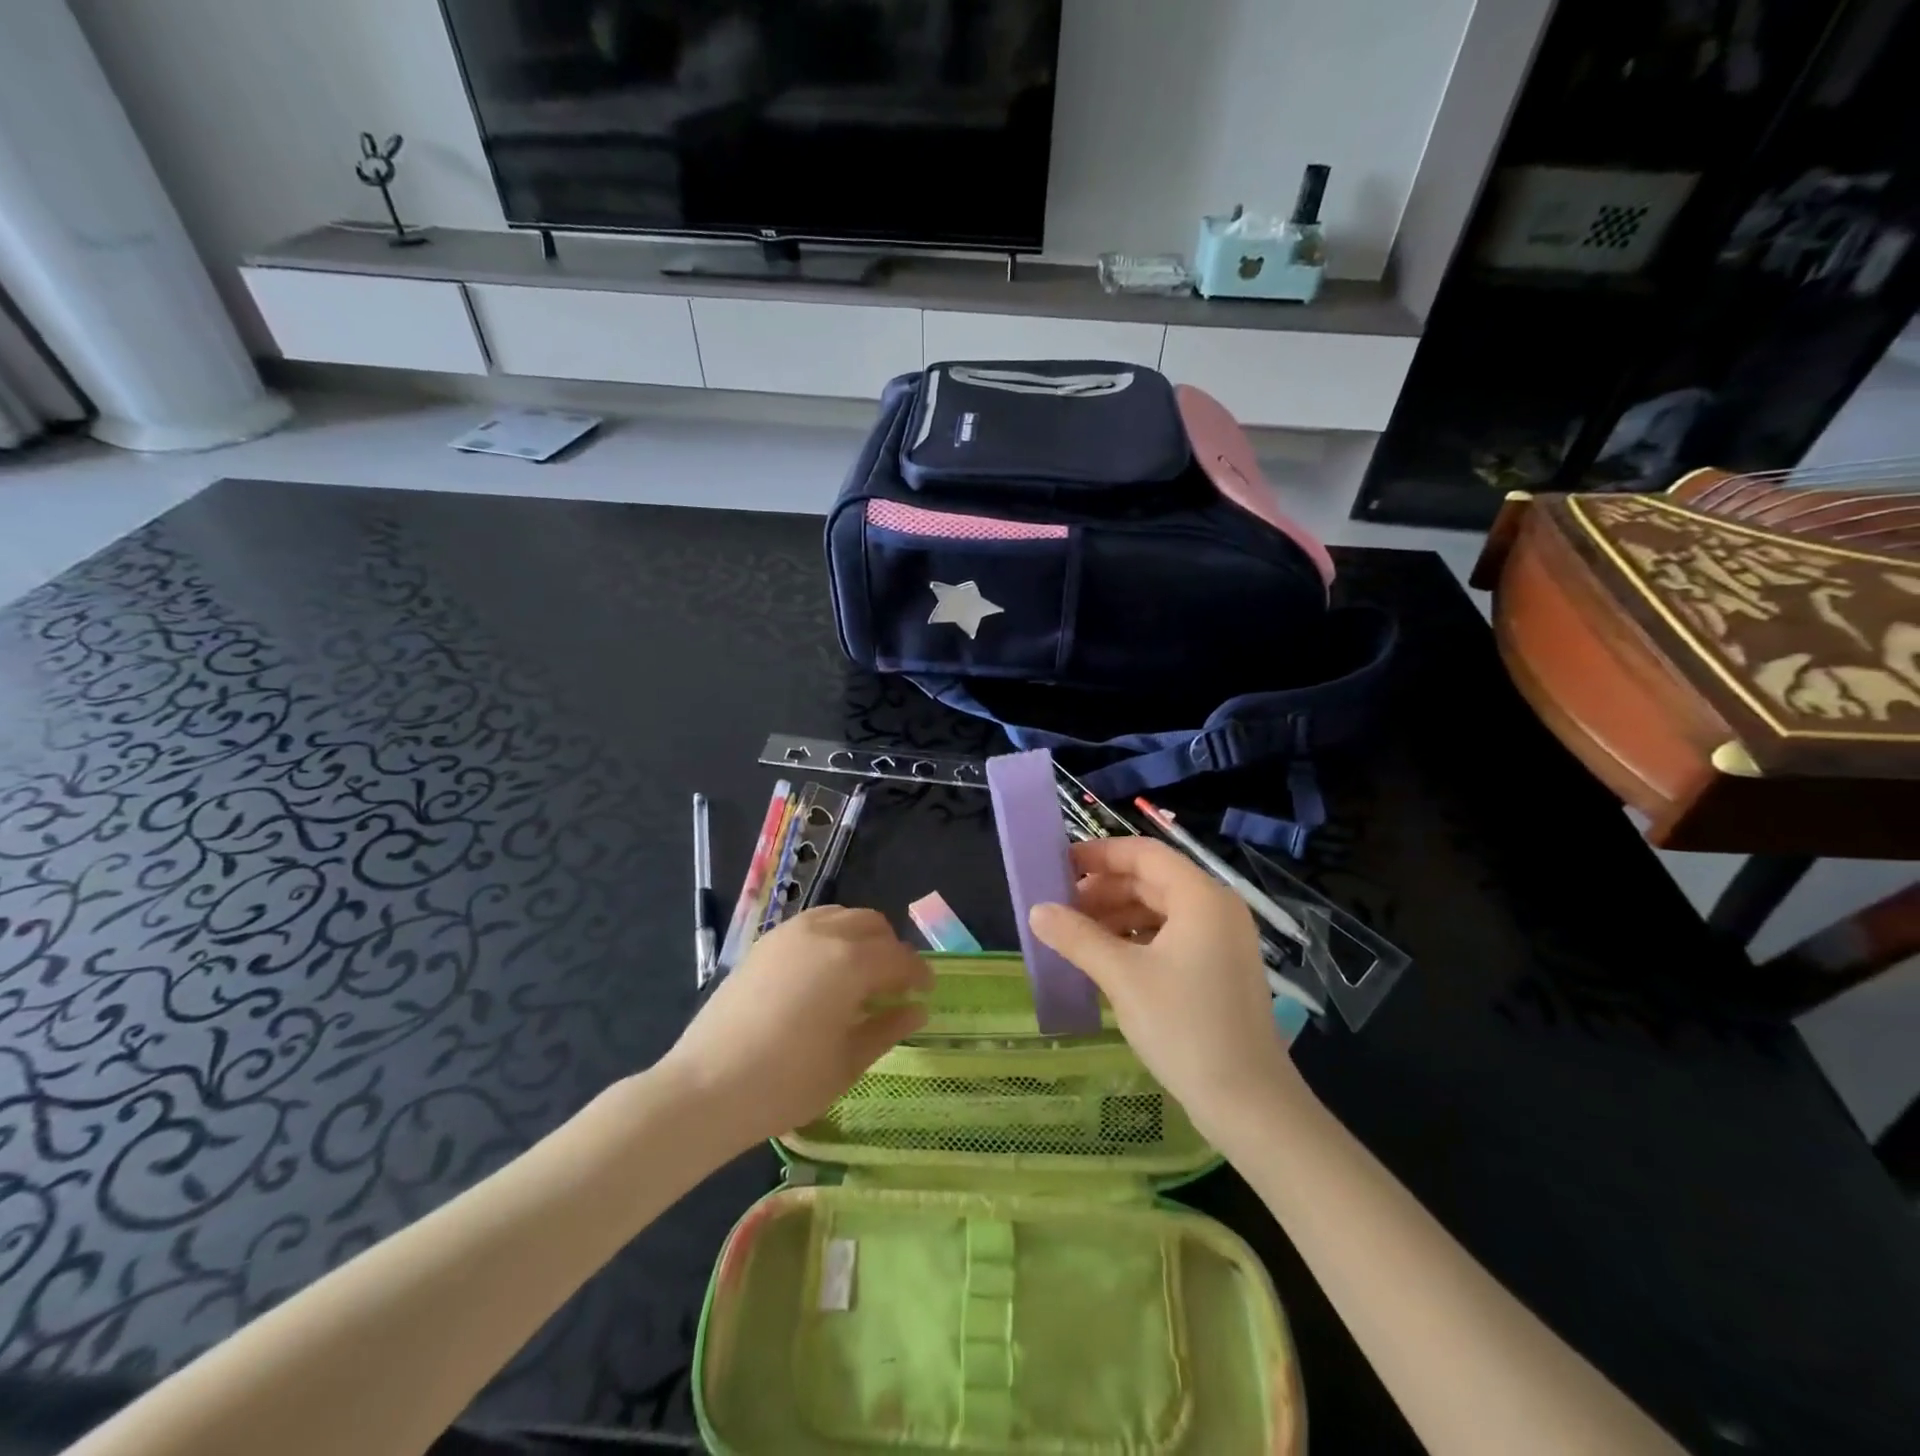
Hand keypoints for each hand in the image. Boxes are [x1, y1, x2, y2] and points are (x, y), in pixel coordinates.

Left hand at [656, 906, 930, 1150]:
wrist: (706, 1087)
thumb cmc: (786, 1083)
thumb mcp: (848, 1062)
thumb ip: (887, 1028)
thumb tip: (917, 1010)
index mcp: (851, 962)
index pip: (899, 957)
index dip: (918, 974)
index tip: (926, 993)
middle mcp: (823, 933)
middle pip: (872, 925)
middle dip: (890, 950)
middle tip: (893, 986)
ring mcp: (789, 933)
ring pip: (841, 916)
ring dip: (860, 938)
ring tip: (859, 975)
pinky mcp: (764, 943)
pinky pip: (811, 924)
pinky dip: (830, 937)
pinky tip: (823, 973)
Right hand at [1030, 837, 1302, 1140]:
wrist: (1249, 1104)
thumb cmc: (1185, 1028)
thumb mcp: (1122, 977)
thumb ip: (1077, 937)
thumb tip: (1036, 911)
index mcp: (1201, 897)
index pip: (1143, 853)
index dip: (1099, 855)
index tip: (1058, 867)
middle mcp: (1216, 909)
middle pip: (1151, 881)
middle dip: (1103, 890)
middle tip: (1060, 908)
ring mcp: (1221, 941)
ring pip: (1159, 911)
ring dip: (1116, 917)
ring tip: (1075, 937)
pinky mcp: (1219, 969)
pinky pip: (1170, 937)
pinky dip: (1136, 940)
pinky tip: (1106, 960)